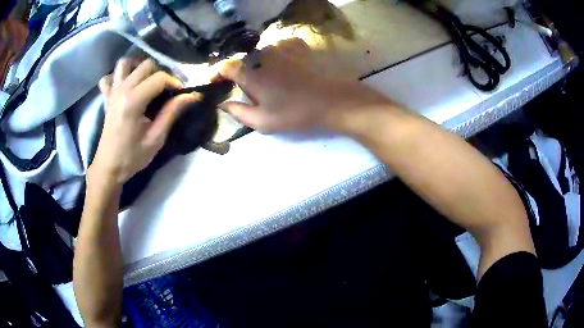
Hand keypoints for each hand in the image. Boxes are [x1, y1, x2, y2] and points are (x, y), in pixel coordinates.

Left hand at [91, 59, 201, 183]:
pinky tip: (125, 84)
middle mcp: (122, 89)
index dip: (175, 82)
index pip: (160, 77)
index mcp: (134, 100)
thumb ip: (172, 113)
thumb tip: (192, 95)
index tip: (181, 94)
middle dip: (160, 73)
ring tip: (146, 80)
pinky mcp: (107, 97)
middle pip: (146, 65)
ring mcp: (112, 91)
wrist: (109, 167)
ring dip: (138, 67)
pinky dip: (118, 76)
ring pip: (126, 63)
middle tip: (166, 89)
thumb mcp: (155, 138)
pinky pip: (109, 77)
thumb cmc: (132, 156)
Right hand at [216, 38, 391, 133]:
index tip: (214, 84)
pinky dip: (276, 57)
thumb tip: (223, 104)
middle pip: (243, 61)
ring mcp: (280, 47)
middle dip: (241, 74)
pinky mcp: (296, 46)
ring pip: (261, 54)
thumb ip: (238, 112)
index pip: (224, 67)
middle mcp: (261, 54)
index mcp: (250, 72)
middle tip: (250, 91)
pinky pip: (278, 48)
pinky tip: (284, 67)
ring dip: (259, 65)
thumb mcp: (262, 121)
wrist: (330, 100)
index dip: (216, 74)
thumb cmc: (294, 112)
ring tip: (270, 81)